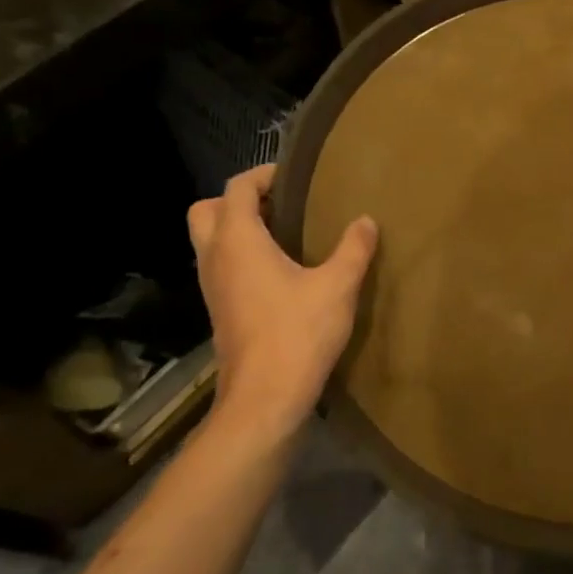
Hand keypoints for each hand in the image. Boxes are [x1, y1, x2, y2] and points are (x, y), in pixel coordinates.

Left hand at [187, 165, 377, 439]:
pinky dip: (241, 256)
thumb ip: (353, 248)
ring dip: (237, 229)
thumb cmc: (297, 333)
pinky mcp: (219, 310)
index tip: (294, 176)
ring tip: (284, 234)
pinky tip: (280, 271)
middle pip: (206, 210)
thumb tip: (366, 221)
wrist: (264, 398)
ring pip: (209, 241)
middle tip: (278, 205)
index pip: (237, 188)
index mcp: (237, 241)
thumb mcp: (337, 286)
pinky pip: (221, 267)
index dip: (263, 175)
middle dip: (237, 200)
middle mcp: (215, 258)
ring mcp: (212, 287)